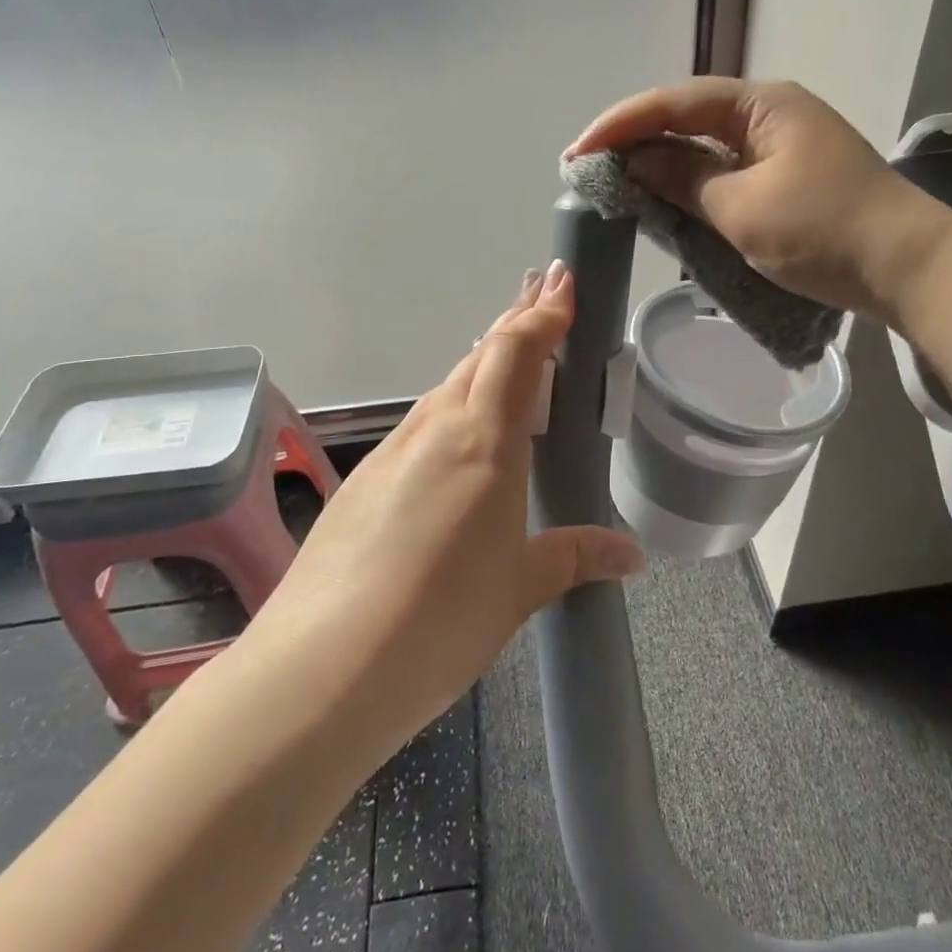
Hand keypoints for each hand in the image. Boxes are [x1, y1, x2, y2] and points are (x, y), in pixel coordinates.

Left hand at [237, 262, 644, 754]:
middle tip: (544, 298)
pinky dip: (451, 408)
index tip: (562, 283)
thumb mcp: (519, 589)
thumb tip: (631, 555)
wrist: (321, 668)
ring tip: (510, 358)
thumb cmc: (440, 619)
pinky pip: (420, 426)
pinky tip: (457, 439)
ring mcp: (392, 452)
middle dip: (516, 322)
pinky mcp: (363, 481)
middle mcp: (435, 429)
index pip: (517, 353)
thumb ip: (574, 558)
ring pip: (447, 388)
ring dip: (482, 364)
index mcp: (484, 441)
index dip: (542, 314)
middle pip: (480, 357)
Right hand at [566, 77, 951, 321]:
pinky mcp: (789, 177)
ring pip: (707, 145)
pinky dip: (694, 183)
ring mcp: (783, 145)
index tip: (577, 152)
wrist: (908, 268)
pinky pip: (728, 170)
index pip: (675, 103)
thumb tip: (636, 161)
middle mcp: (771, 113)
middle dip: (637, 139)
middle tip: (589, 164)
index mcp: (762, 104)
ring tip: (617, 178)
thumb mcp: (743, 208)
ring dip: (663, 161)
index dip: (621, 125)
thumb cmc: (824, 231)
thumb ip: (683, 179)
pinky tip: (667, 196)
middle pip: (689, 116)